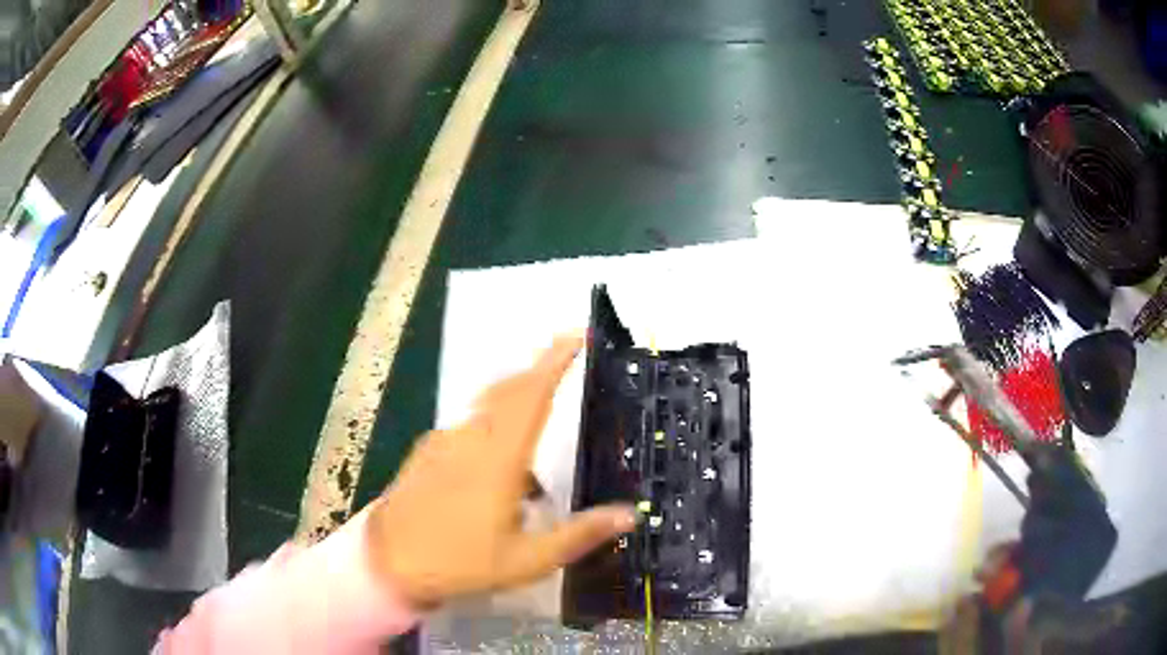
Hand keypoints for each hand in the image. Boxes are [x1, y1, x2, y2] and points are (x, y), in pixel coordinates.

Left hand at [365, 335, 635, 609]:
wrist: (389, 562)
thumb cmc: (461, 562)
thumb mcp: (528, 559)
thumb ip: (580, 534)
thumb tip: (630, 514)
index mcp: (499, 457)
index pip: (532, 394)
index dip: (555, 360)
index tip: (577, 334)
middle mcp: (470, 438)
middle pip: (508, 389)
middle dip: (538, 371)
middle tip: (565, 364)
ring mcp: (444, 442)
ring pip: (486, 406)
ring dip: (515, 400)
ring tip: (538, 427)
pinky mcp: (427, 452)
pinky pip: (469, 426)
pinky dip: (492, 427)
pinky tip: (498, 468)